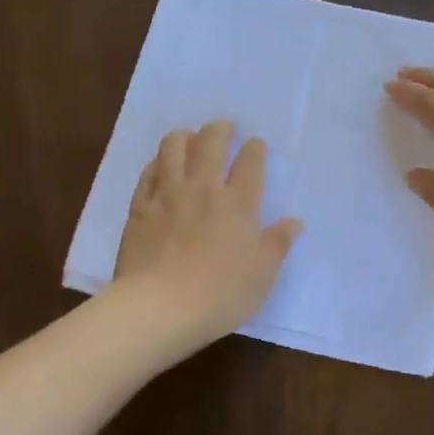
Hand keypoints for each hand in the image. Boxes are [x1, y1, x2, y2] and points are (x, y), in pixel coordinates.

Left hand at [112, 120, 303, 345]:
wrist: (160, 306)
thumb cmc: (221, 295)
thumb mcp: (262, 275)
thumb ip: (277, 244)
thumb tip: (294, 222)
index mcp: (238, 204)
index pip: (250, 163)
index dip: (255, 149)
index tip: (255, 145)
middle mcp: (203, 189)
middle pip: (211, 143)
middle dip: (220, 129)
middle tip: (224, 128)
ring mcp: (167, 195)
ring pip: (173, 148)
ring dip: (184, 136)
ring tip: (189, 137)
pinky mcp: (139, 208)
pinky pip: (147, 173)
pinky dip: (157, 162)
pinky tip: (159, 165)